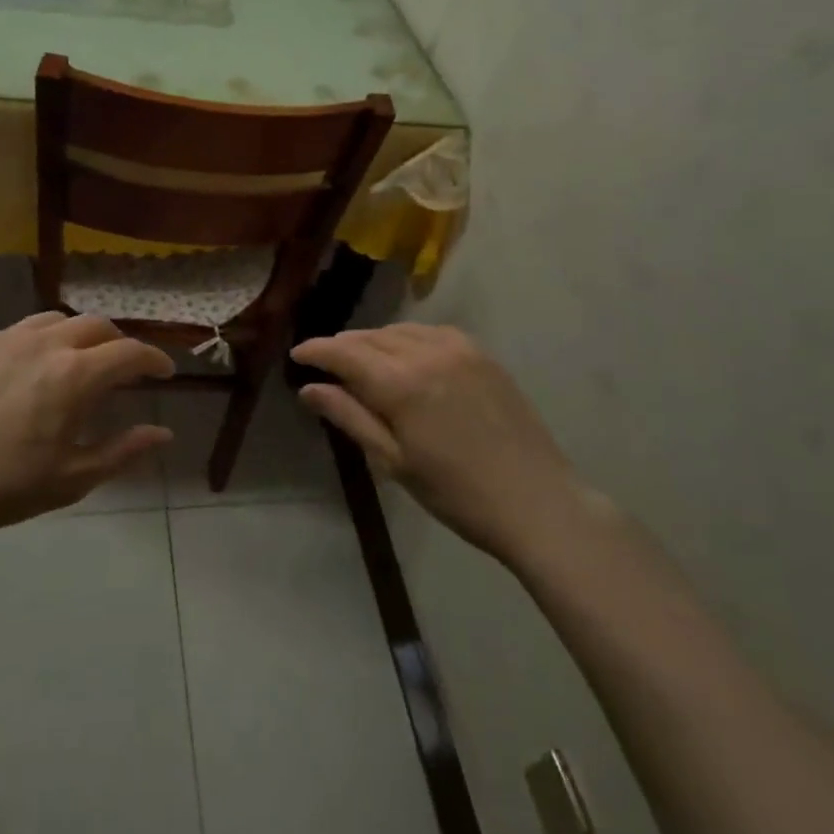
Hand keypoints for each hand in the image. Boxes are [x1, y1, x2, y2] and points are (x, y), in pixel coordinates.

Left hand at [0, 311, 173, 541]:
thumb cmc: (1, 486)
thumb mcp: (71, 478)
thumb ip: (124, 451)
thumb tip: (164, 432)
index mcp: (74, 374)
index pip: (130, 352)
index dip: (154, 359)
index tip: (165, 371)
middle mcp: (44, 343)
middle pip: (95, 325)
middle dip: (118, 342)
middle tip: (124, 367)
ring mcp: (4, 338)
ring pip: (55, 320)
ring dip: (78, 335)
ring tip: (77, 360)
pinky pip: (17, 331)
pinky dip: (38, 342)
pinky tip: (26, 370)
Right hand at [292, 324, 579, 562]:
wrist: (537, 501)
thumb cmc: (456, 493)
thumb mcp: (393, 461)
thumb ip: (349, 417)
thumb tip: (309, 389)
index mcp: (401, 383)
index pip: (345, 352)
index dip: (316, 350)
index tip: (296, 354)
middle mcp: (427, 353)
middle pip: (370, 338)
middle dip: (343, 347)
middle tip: (325, 364)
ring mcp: (459, 349)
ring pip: (400, 331)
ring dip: (374, 341)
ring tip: (362, 361)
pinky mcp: (482, 354)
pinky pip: (432, 333)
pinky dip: (408, 339)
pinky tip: (406, 357)